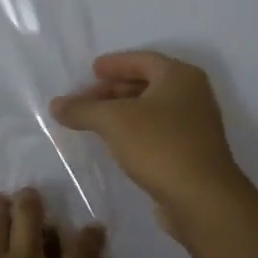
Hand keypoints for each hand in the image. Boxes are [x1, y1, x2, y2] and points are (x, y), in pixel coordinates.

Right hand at [51, 51, 248, 223]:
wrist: (202, 198)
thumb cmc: (160, 146)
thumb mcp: (114, 122)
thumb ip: (83, 109)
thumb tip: (56, 104)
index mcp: (180, 76)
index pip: (142, 60)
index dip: (114, 64)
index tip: (91, 71)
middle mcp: (192, 95)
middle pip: (147, 84)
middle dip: (113, 90)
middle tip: (85, 100)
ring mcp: (194, 125)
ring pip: (151, 109)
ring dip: (122, 113)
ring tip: (94, 122)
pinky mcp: (191, 152)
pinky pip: (157, 132)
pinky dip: (134, 132)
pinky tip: (116, 144)